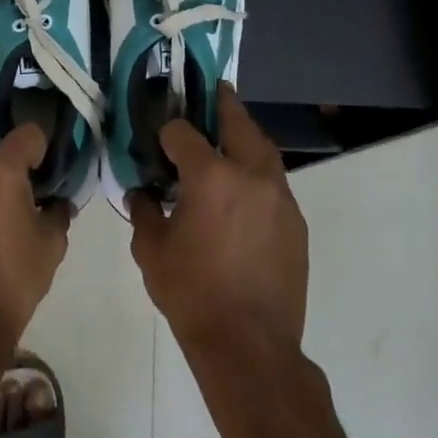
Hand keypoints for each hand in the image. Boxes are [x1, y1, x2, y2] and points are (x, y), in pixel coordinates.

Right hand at [128, 85, 308, 357]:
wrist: (249, 345)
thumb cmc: (192, 294)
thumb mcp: (151, 251)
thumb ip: (144, 212)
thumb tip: (142, 194)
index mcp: (211, 177)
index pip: (184, 132)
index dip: (167, 131)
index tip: (158, 138)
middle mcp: (251, 175)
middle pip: (238, 123)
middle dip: (223, 105)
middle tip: (213, 92)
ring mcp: (280, 198)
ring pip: (264, 150)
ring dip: (245, 137)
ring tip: (229, 136)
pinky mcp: (295, 222)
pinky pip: (274, 183)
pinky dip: (257, 174)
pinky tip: (242, 192)